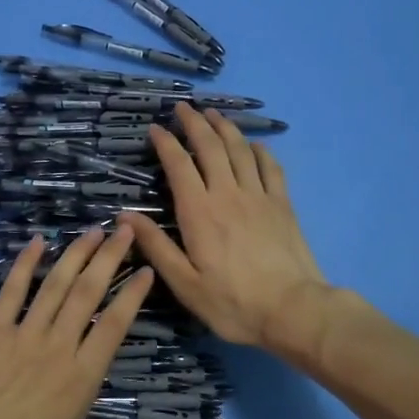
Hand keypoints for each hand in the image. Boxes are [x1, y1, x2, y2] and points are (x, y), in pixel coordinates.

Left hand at [0, 225, 153, 418]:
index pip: (115, 325)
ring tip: (94, 229)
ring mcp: (22, 336)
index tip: (148, 271)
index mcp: (81, 379)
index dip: (134, 295)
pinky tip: (36, 242)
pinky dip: (24, 265)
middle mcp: (57, 348)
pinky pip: (12, 292)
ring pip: (56, 285)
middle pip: (89, 292)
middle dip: (111, 258)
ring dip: (76, 254)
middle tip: (127, 229)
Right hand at [121, 104, 328, 348]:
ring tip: (213, 114)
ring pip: (240, 149)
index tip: (155, 129)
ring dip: (225, 127)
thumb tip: (125, 216)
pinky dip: (259, 150)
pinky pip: (271, 166)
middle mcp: (228, 194)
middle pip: (210, 146)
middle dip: (194, 123)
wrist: (292, 310)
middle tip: (183, 108)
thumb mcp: (185, 283)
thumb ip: (156, 246)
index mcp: (199, 212)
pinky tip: (254, 145)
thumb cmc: (232, 302)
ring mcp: (259, 196)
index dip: (166, 143)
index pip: (179, 165)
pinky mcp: (282, 204)